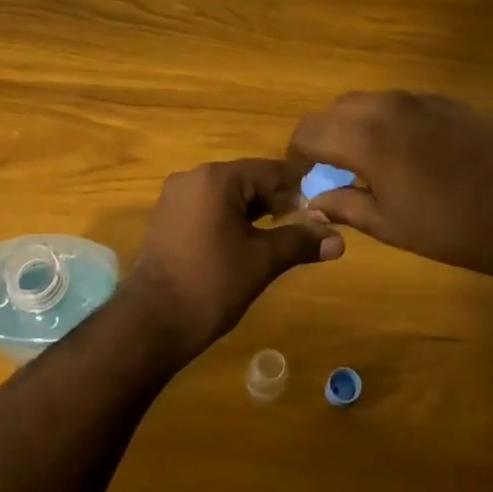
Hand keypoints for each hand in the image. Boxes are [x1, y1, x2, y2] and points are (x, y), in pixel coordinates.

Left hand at [122, 159, 343, 360]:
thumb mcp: (262, 261)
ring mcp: (174, 198)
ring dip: (255, 211)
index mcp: (216, 179)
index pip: (269, 171)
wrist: (152, 320)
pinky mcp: (166, 219)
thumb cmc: (212, 283)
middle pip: (246, 180)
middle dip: (278, 200)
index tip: (327, 201)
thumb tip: (340, 240)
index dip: (300, 186)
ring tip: (285, 232)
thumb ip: (300, 242)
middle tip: (310, 221)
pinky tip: (248, 241)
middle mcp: (192, 178)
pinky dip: (230, 219)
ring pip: (226, 195)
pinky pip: (207, 209)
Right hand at [288, 91, 492, 283]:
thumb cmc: (453, 227)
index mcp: (365, 137)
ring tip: (372, 164)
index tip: (307, 179)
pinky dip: (389, 123)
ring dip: (357, 127)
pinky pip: (402, 105)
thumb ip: (344, 206)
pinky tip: (411, 155)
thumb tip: (313, 202)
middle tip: (337, 172)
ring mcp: (421, 100)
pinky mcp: (449, 102)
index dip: (299, 156)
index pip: (308, 131)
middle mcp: (387, 107)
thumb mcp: (390, 225)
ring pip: (369, 103)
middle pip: (335, 111)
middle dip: (326, 138)